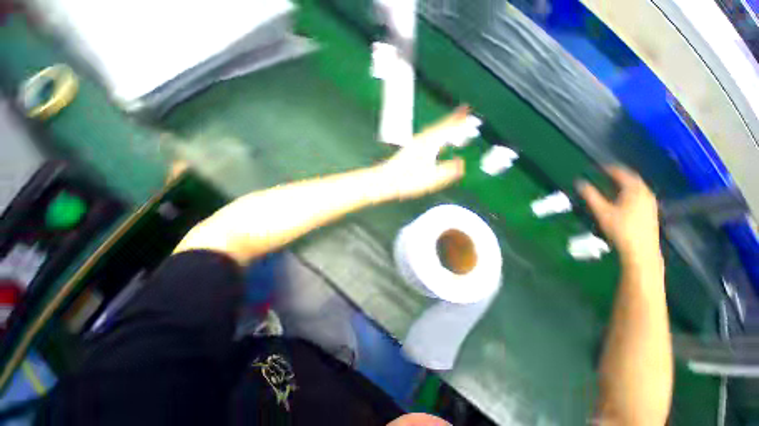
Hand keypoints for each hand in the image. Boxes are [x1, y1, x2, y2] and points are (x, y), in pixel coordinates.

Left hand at [377, 107, 467, 199]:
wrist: (385, 180)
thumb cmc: (407, 180)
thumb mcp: (430, 179)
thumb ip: (447, 171)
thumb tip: (461, 163)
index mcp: (428, 144)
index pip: (446, 128)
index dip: (458, 121)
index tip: (468, 112)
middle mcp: (422, 140)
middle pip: (440, 126)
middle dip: (453, 120)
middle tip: (464, 113)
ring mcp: (415, 144)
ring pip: (433, 130)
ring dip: (445, 126)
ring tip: (454, 124)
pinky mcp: (411, 149)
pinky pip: (428, 136)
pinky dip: (437, 134)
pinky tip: (437, 141)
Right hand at [577, 166, 661, 265]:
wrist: (641, 250)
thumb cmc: (620, 229)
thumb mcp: (602, 212)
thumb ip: (591, 196)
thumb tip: (580, 182)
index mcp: (634, 190)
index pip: (622, 173)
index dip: (610, 169)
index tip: (600, 167)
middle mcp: (645, 192)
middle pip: (633, 178)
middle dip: (620, 175)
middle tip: (607, 174)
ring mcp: (650, 202)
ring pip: (638, 187)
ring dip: (626, 183)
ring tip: (614, 184)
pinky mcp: (652, 211)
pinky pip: (641, 194)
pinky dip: (631, 191)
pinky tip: (624, 198)